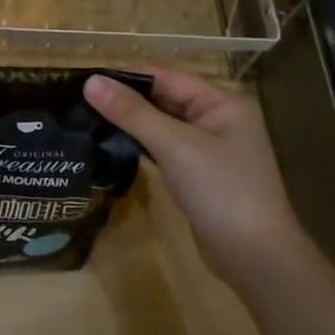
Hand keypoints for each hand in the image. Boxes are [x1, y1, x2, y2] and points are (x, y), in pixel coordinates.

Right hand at [84, 68, 307, 284]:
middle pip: (165, 99)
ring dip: (132, 123)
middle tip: (80, 102)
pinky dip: (143, 145)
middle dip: (126, 100)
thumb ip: (132, 112)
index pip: (166, 77)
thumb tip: (90, 81)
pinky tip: (114, 146)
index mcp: (222, 102)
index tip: (84, 80)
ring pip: (163, 125)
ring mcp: (211, 148)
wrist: (255, 257)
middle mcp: (219, 118)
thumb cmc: (220, 191)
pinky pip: (166, 148)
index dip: (126, 77)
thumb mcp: (174, 146)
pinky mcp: (200, 174)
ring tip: (88, 120)